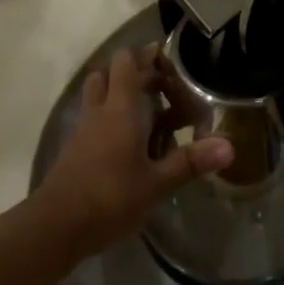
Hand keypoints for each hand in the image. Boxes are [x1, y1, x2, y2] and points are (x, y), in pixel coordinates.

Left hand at [31, 47, 233, 262]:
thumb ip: (190, 162)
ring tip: (144, 112)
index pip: (126, 63)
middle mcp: (99, 111)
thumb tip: (230, 146)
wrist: (54, 228)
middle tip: (161, 89)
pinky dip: (107, 120)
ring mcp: (82, 130)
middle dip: (134, 74)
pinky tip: (125, 143)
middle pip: (110, 74)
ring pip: (97, 95)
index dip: (144, 56)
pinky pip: (92, 120)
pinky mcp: (72, 151)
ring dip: (116, 94)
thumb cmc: (109, 197)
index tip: (166, 61)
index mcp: (120, 109)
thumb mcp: (156, 184)